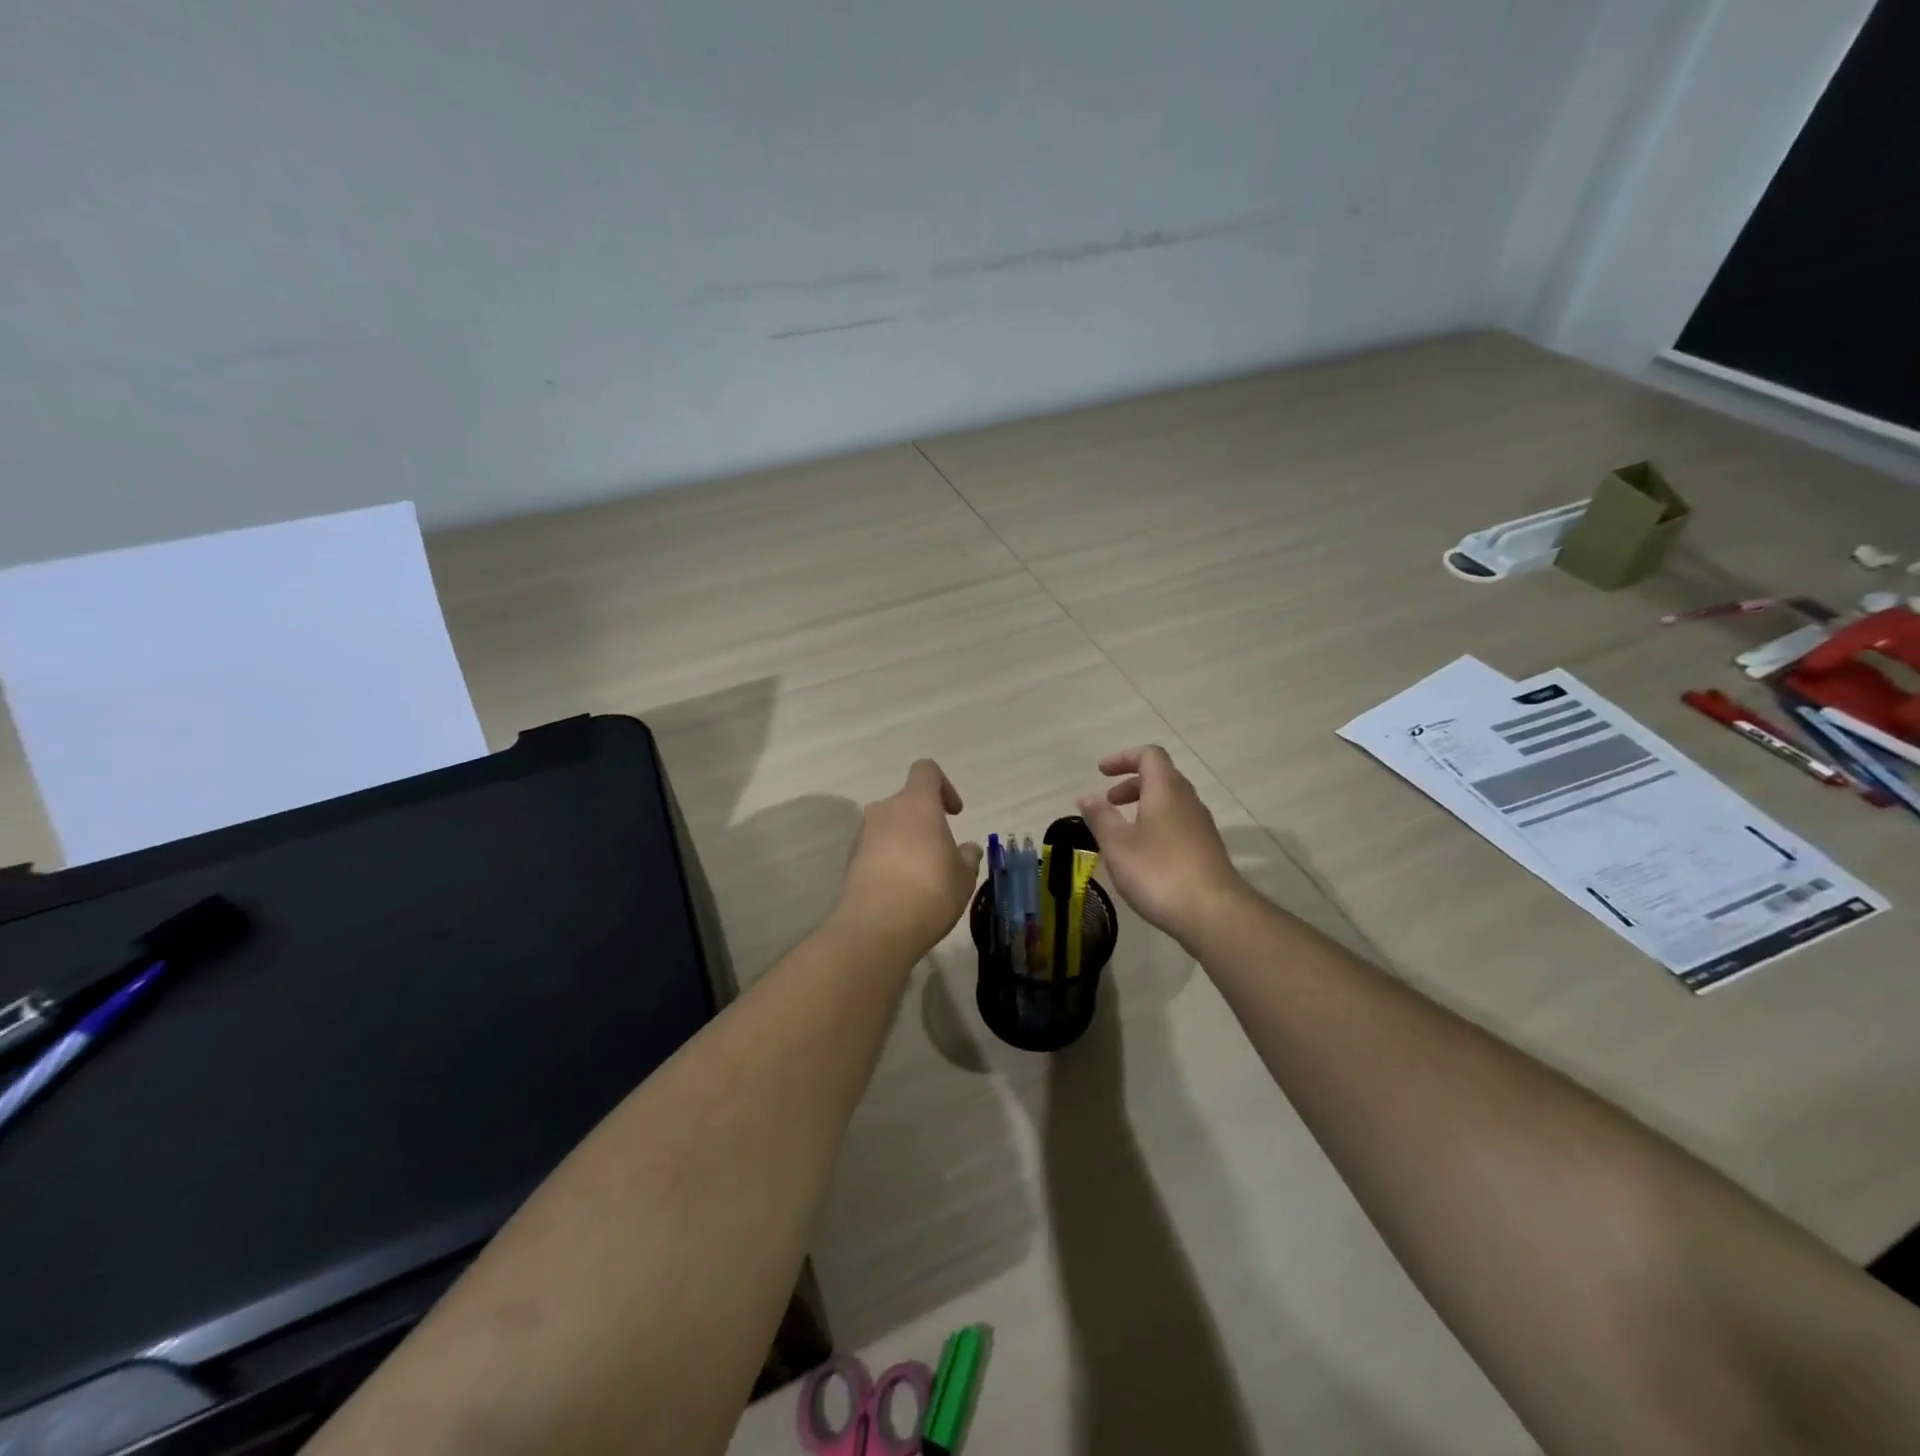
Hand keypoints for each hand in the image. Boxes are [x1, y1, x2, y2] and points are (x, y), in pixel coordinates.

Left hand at [835, 760, 983, 958]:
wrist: (876, 928)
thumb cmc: (930, 891)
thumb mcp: (963, 877)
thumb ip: (967, 857)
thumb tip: (968, 849)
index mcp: (916, 804)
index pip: (926, 770)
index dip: (944, 786)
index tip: (954, 814)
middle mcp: (885, 810)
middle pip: (907, 802)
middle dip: (924, 821)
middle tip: (941, 853)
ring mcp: (863, 834)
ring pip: (889, 827)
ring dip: (905, 841)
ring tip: (921, 876)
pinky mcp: (850, 860)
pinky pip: (875, 849)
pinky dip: (888, 860)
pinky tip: (901, 890)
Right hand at [1077, 746, 1246, 946]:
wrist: (1213, 913)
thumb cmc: (1159, 872)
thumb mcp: (1118, 844)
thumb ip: (1100, 817)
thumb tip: (1086, 796)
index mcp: (1166, 790)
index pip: (1149, 755)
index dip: (1123, 758)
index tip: (1101, 772)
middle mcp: (1188, 800)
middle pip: (1161, 777)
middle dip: (1131, 784)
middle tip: (1108, 802)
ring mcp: (1202, 826)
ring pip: (1171, 802)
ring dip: (1144, 806)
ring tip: (1121, 831)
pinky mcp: (1207, 850)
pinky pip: (1178, 824)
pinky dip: (1156, 826)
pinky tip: (1143, 855)